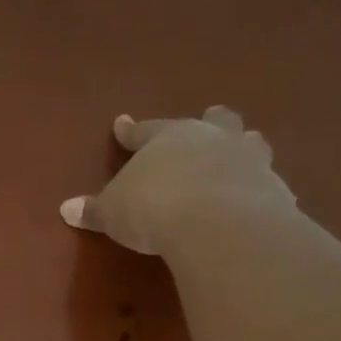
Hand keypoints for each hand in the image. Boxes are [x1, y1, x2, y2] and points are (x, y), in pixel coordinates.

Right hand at [60, 107, 295, 255]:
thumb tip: (66, 208)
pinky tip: (259, 197)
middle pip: (212, 122)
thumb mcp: (113, 212)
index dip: (130, 131)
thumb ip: (94, 210)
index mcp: (168, 138)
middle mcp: (211, 139)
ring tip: (243, 147)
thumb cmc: (154, 208)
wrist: (218, 224)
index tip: (122, 123)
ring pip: (247, 143)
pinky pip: (266, 183)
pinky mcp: (274, 188)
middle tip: (210, 115)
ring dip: (242, 145)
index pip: (143, 131)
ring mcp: (248, 160)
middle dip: (208, 121)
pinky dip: (259, 187)